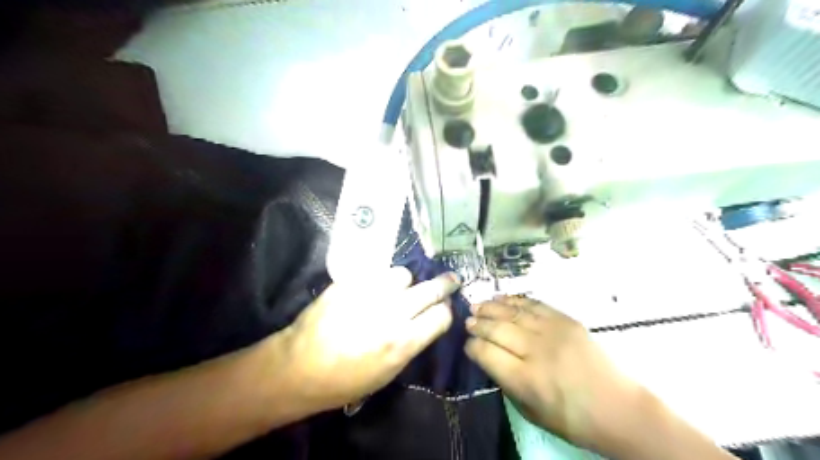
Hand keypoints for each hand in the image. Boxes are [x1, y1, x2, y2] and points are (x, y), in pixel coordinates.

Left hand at [278, 267, 460, 412]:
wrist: (299, 368)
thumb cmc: (346, 380)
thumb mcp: (388, 372)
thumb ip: (413, 342)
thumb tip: (429, 320)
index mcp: (403, 342)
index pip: (441, 316)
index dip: (446, 311)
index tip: (444, 309)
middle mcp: (391, 314)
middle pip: (431, 290)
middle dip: (446, 284)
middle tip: (452, 279)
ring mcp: (369, 295)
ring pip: (404, 275)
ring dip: (406, 283)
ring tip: (398, 290)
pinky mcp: (349, 283)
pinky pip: (375, 274)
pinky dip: (379, 281)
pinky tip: (372, 290)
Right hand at [465, 297, 642, 449]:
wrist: (618, 408)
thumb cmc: (572, 419)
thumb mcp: (530, 412)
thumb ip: (506, 383)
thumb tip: (489, 358)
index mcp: (525, 379)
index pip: (486, 353)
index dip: (472, 346)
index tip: (467, 344)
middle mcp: (536, 351)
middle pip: (497, 329)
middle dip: (477, 323)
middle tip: (468, 321)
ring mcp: (553, 332)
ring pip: (513, 312)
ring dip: (491, 307)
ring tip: (477, 305)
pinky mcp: (566, 321)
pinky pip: (534, 304)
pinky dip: (515, 300)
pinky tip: (502, 299)